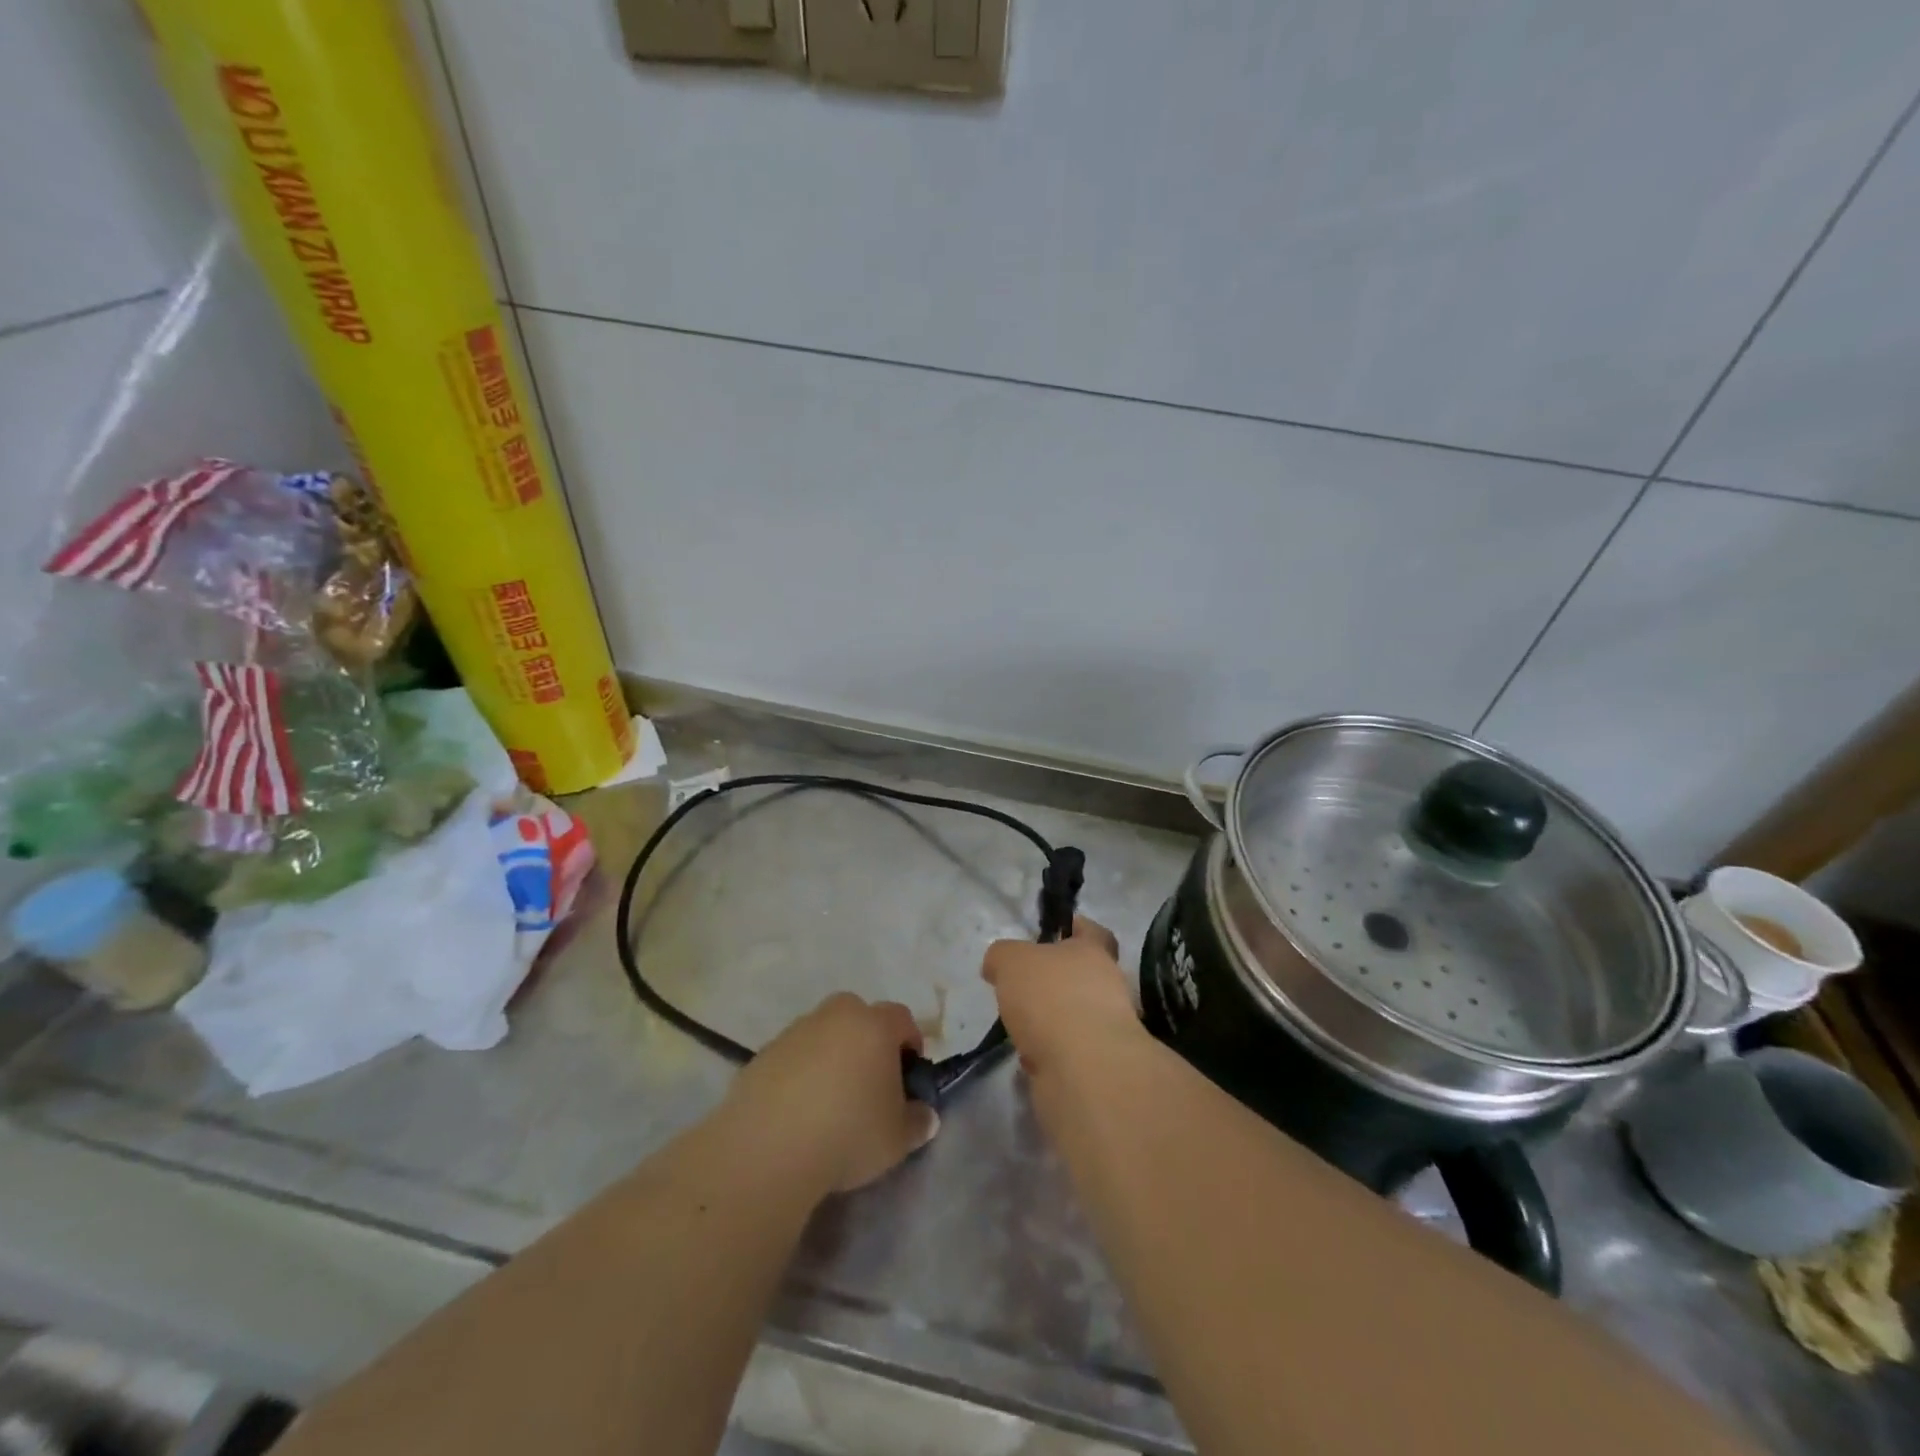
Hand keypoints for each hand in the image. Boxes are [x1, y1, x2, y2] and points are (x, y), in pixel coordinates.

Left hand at [723, 993, 939, 1197]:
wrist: (768, 1148)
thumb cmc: (848, 1133)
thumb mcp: (897, 1139)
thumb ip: (917, 1122)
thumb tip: (924, 1115)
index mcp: (874, 1025)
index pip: (902, 1018)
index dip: (911, 1043)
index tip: (908, 1076)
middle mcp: (836, 1016)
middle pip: (859, 1016)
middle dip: (868, 1042)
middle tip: (869, 1084)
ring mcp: (796, 1030)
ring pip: (824, 1034)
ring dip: (831, 1056)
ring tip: (829, 1102)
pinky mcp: (764, 1052)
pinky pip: (794, 1055)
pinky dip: (800, 1073)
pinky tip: (798, 1111)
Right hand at [982, 917, 1142, 1076]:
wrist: (1083, 1069)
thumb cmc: (1050, 997)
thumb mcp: (1011, 961)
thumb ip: (1002, 956)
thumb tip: (997, 964)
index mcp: (1093, 952)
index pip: (1093, 931)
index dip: (1074, 929)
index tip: (1053, 934)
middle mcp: (1108, 986)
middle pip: (1080, 977)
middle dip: (1052, 985)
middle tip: (1021, 990)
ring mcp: (1107, 1029)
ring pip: (1073, 1017)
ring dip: (1050, 1023)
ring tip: (1019, 1030)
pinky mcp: (1099, 1067)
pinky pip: (1068, 1053)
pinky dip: (1050, 1055)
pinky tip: (1029, 1060)